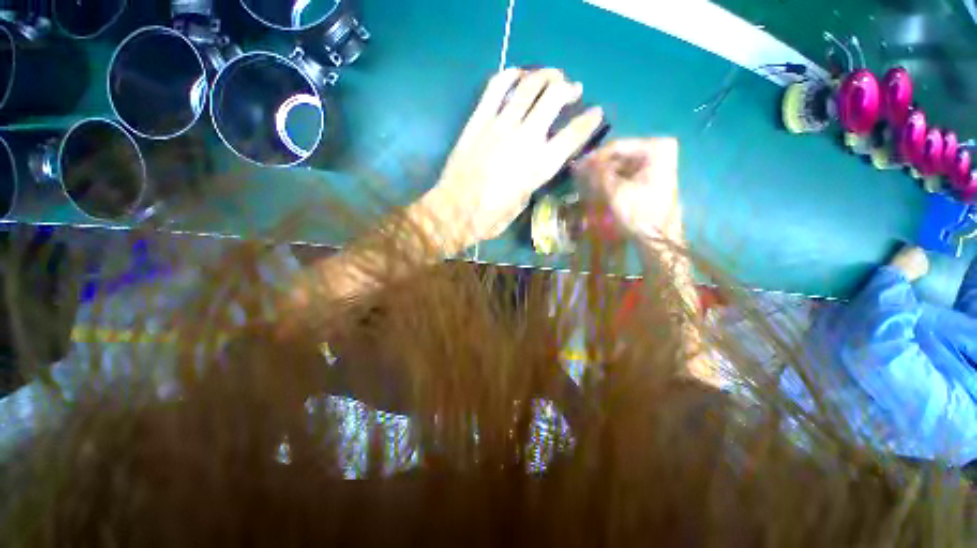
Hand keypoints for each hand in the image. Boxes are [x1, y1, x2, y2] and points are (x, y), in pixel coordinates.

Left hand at [422, 68, 604, 251]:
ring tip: (551, 77)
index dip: (590, 120)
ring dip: (546, 75)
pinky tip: (518, 74)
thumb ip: (533, 179)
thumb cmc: (490, 218)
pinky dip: (511, 74)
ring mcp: (500, 126)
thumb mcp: (522, 204)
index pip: (573, 134)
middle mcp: (525, 140)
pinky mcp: (478, 120)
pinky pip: (496, 86)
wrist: (454, 212)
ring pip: (530, 85)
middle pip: (554, 97)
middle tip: (572, 89)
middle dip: (568, 88)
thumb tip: (536, 162)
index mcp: (539, 167)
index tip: (596, 113)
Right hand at [579, 138, 682, 242]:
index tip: (575, 169)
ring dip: (602, 175)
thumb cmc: (639, 214)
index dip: (593, 159)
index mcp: (655, 148)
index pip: (616, 147)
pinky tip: (597, 188)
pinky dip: (610, 181)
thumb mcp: (615, 192)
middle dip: (597, 168)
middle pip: (618, 156)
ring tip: (584, 184)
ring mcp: (656, 164)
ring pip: (620, 166)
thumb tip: (579, 164)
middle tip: (578, 177)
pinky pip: (625, 175)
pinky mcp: (650, 178)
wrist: (658, 238)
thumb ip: (597, 174)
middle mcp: (658, 151)